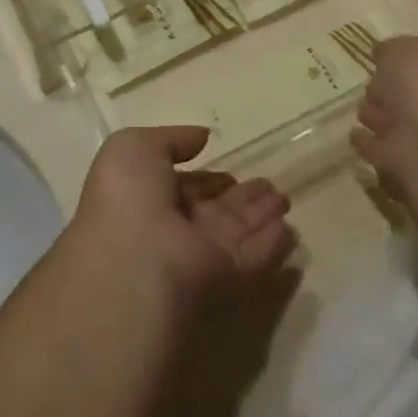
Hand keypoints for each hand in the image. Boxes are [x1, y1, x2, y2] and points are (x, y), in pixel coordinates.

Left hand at [72, 126, 294, 308]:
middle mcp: (173, 229)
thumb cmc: (128, 196)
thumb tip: (201, 137)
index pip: (183, 187)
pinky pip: (252, 257)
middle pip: (214, 210)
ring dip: (261, 215)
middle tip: (270, 185)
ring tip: (285, 198)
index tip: (229, 171)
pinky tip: (289, 229)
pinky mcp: (224, 278)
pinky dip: (271, 244)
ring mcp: (199, 256)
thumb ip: (171, 139)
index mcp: (147, 199)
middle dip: (240, 197)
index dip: (205, 178)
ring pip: (236, 231)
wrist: (135, 259)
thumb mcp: (134, 147)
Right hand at [351, 36, 417, 200]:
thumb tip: (382, 54)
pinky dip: (372, 148)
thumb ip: (390, 50)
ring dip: (381, 121)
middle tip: (369, 91)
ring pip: (400, 127)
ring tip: (360, 115)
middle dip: (392, 95)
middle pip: (414, 99)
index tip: (381, 61)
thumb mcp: (403, 50)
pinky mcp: (411, 172)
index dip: (407, 63)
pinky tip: (356, 138)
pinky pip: (385, 155)